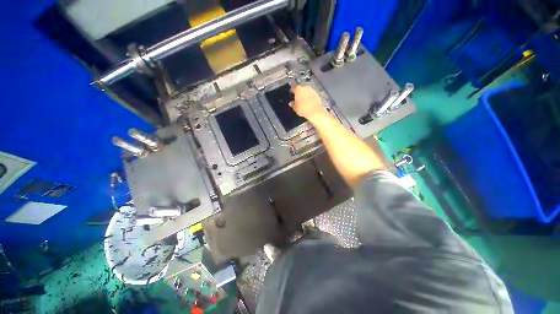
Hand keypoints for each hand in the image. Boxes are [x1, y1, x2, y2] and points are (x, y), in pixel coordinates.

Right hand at [290, 85, 327, 120]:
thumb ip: (292, 104)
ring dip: (305, 93)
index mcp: (298, 89)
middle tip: (297, 97)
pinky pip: (311, 93)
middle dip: (299, 92)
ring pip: (307, 90)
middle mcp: (305, 87)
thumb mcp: (295, 108)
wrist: (316, 112)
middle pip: (301, 88)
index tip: (291, 94)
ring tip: (303, 99)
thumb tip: (291, 103)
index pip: (293, 88)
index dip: (291, 91)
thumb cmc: (303, 109)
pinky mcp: (317, 94)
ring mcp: (312, 90)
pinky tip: (309, 101)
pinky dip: (310, 96)